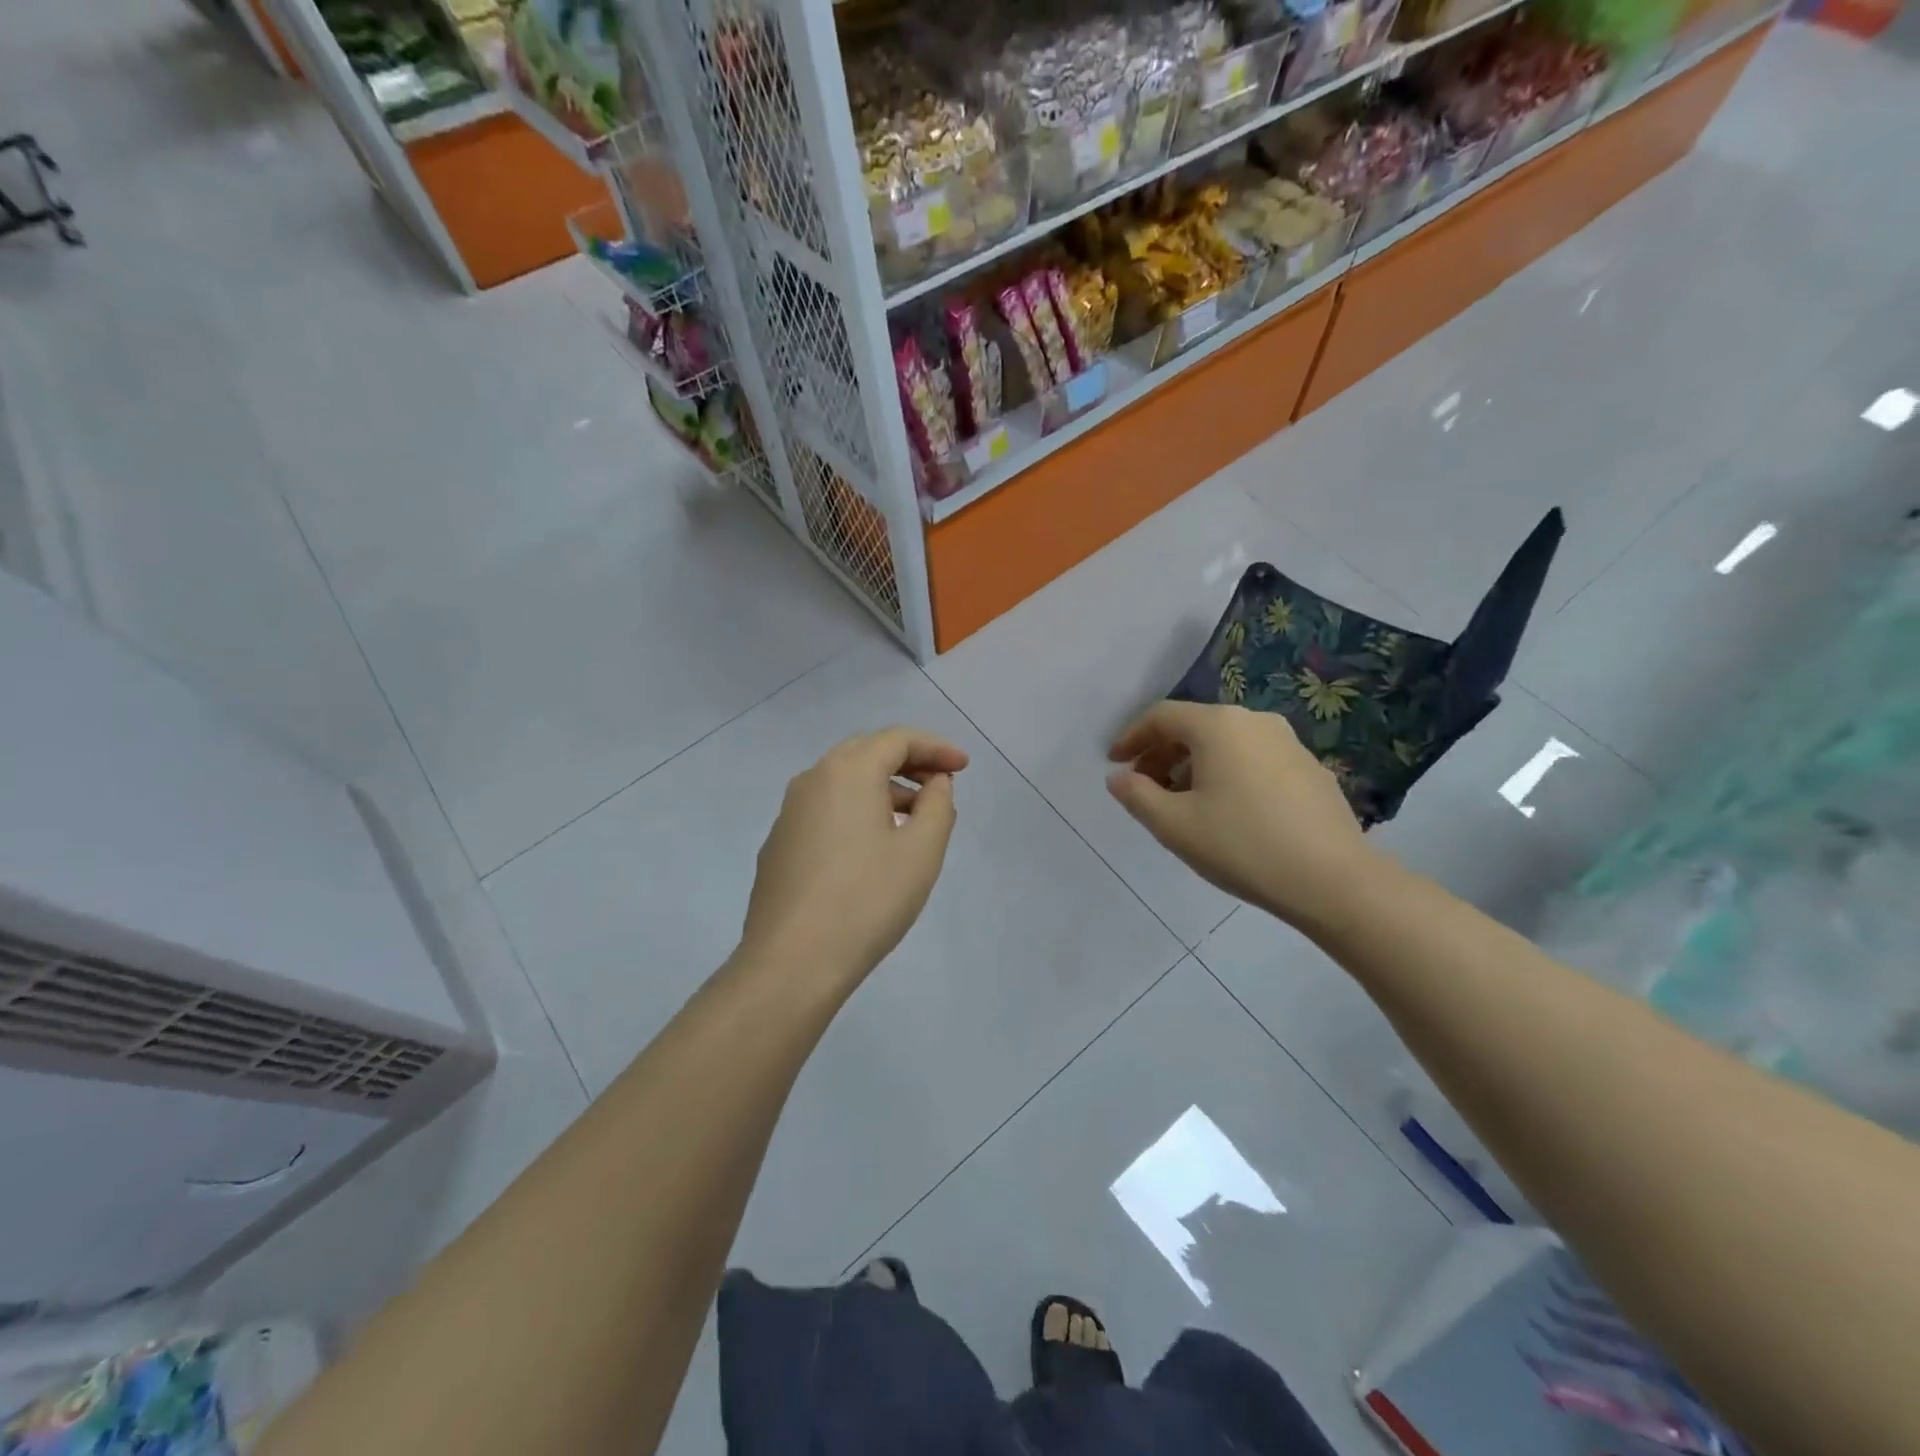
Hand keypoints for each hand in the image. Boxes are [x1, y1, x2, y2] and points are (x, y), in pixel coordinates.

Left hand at [740, 727, 969, 986]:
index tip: (964, 767)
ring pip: (842, 782)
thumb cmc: (867, 900)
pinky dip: (856, 810)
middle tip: (940, 783)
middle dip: (908, 762)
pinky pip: (824, 809)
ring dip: (882, 788)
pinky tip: (872, 846)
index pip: (897, 739)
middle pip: (866, 752)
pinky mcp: (779, 844)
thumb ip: (938, 806)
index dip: (936, 747)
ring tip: (914, 819)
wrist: (792, 961)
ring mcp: (789, 813)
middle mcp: (812, 780)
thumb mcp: (921, 852)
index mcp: (847, 772)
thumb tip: (935, 783)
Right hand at [1107, 701, 1375, 933]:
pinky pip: (1253, 759)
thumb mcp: (1173, 825)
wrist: (1332, 881)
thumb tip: (1119, 777)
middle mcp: (1254, 721)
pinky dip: (1227, 774)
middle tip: (1144, 787)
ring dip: (1194, 765)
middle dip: (1162, 753)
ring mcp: (1288, 743)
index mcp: (1218, 725)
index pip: (1161, 716)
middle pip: (1194, 726)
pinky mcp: (1310, 769)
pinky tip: (1227, 811)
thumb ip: (1136, 794)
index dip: (1131, 737)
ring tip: (1182, 803)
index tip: (1114, 763)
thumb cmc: (1241, 845)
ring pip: (1226, 744)